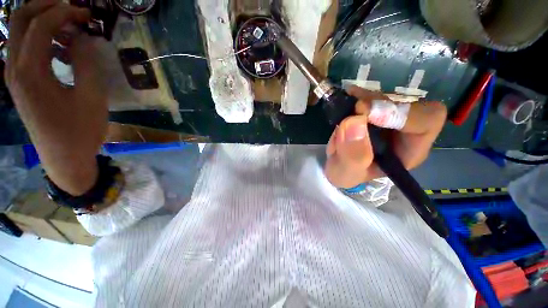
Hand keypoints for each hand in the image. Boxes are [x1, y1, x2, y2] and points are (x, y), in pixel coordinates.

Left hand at [6, 0, 106, 194]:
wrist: (64, 159)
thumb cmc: (81, 131)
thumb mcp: (92, 98)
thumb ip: (86, 63)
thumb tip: (84, 38)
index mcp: (30, 72)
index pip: (41, 23)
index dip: (65, 12)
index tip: (88, 14)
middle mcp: (15, 68)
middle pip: (21, 19)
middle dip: (47, 7)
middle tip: (74, 11)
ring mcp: (14, 76)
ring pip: (20, 31)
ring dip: (45, 23)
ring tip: (72, 34)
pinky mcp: (19, 83)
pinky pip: (25, 48)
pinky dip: (42, 40)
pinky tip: (62, 52)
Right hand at [324, 86, 446, 188]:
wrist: (336, 165)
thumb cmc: (346, 174)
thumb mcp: (347, 173)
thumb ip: (353, 156)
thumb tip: (355, 122)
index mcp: (408, 151)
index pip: (427, 121)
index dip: (401, 113)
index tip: (365, 112)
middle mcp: (405, 131)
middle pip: (405, 102)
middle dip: (376, 103)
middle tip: (353, 107)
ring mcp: (389, 118)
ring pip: (386, 96)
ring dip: (363, 99)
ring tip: (344, 110)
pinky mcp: (374, 111)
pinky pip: (371, 95)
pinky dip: (357, 94)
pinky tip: (347, 98)